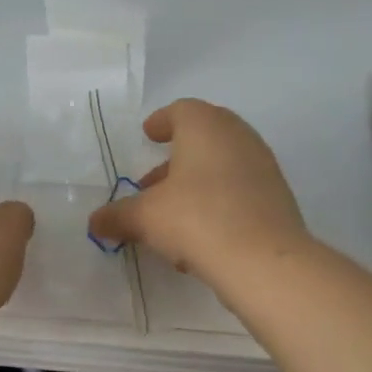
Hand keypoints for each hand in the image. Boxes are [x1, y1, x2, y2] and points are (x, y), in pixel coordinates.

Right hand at [87, 99, 309, 285]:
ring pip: (221, 166)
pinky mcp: (276, 197)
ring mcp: (262, 166)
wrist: (264, 260)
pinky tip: (199, 234)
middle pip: (204, 137)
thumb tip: (95, 222)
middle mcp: (238, 137)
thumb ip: (118, 216)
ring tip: (170, 214)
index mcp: (206, 126)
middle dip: (175, 159)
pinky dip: (216, 201)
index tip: (148, 134)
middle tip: (151, 182)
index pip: (182, 110)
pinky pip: (238, 190)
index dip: (161, 122)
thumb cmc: (197, 219)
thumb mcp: (145, 218)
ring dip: (195, 184)